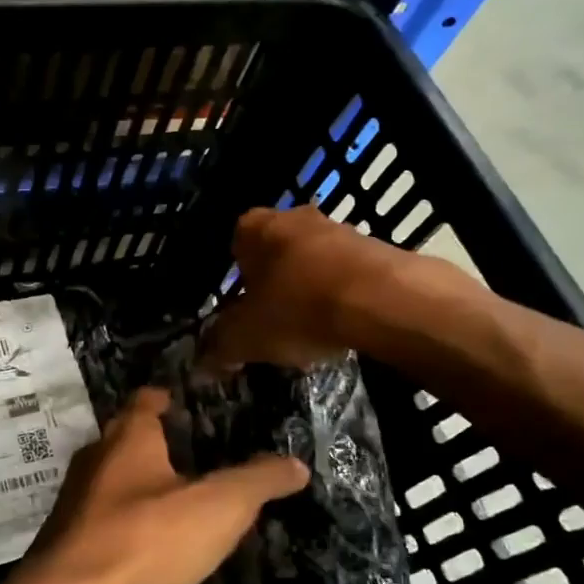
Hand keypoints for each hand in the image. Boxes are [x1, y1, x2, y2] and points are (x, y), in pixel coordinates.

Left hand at [18, 388, 306, 583]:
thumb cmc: (146, 540)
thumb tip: (296, 464)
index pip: (146, 400)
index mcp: (128, 438)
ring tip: (177, 499)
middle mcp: (95, 459)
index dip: (166, 397)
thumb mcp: (218, 508)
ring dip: (140, 484)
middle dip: (156, 442)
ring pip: (113, 480)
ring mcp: (75, 502)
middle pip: (126, 438)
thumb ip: (258, 481)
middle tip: (194, 452)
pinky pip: (104, 520)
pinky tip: (150, 546)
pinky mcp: (67, 544)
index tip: (186, 402)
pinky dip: (128, 523)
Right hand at [197, 206, 400, 370]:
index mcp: (254, 228)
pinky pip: (347, 273)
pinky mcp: (376, 247)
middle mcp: (294, 217)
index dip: (235, 280)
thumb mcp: (246, 337)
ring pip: (313, 262)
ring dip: (310, 290)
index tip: (241, 309)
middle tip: (273, 322)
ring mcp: (339, 228)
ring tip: (311, 332)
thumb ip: (219, 348)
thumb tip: (199, 366)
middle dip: (274, 284)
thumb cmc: (298, 308)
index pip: (234, 246)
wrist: (383, 300)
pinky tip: (345, 328)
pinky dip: (343, 297)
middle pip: (275, 253)